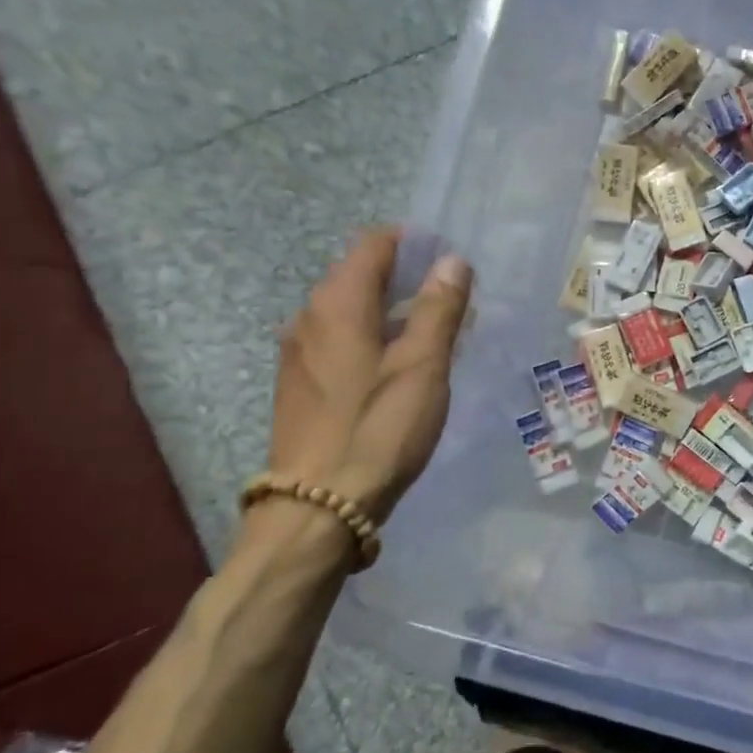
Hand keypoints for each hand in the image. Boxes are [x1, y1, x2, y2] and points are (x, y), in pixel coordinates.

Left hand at [266, 228, 473, 525]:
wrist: (317, 508)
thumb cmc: (377, 429)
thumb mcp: (422, 366)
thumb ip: (438, 308)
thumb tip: (452, 260)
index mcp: (337, 303)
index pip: (374, 244)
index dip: (415, 244)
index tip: (452, 263)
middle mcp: (309, 317)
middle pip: (360, 275)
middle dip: (408, 279)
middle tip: (454, 302)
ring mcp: (299, 352)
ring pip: (351, 312)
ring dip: (392, 312)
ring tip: (435, 336)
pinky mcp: (300, 384)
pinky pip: (340, 342)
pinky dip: (372, 339)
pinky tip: (398, 370)